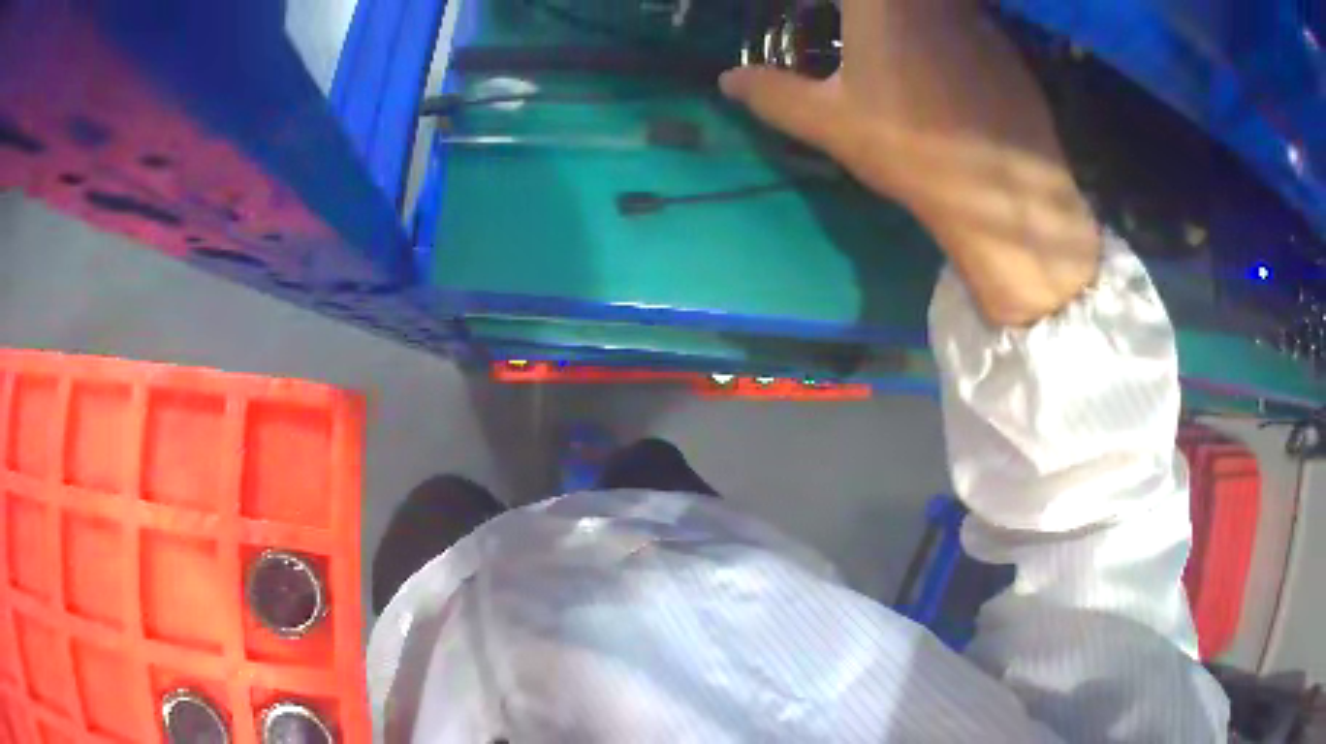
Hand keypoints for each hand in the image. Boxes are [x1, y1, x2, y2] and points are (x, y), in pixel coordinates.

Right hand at [720, 0, 1099, 325]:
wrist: (1004, 195)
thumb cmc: (910, 148)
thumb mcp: (830, 121)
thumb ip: (773, 93)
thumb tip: (728, 80)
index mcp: (880, 0)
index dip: (828, 10)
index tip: (820, 22)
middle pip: (880, 3)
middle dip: (859, 14)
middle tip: (849, 30)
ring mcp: (976, 13)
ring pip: (929, 6)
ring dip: (900, 20)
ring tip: (888, 52)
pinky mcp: (1004, 41)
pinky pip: (962, 16)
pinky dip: (940, 26)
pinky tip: (937, 64)